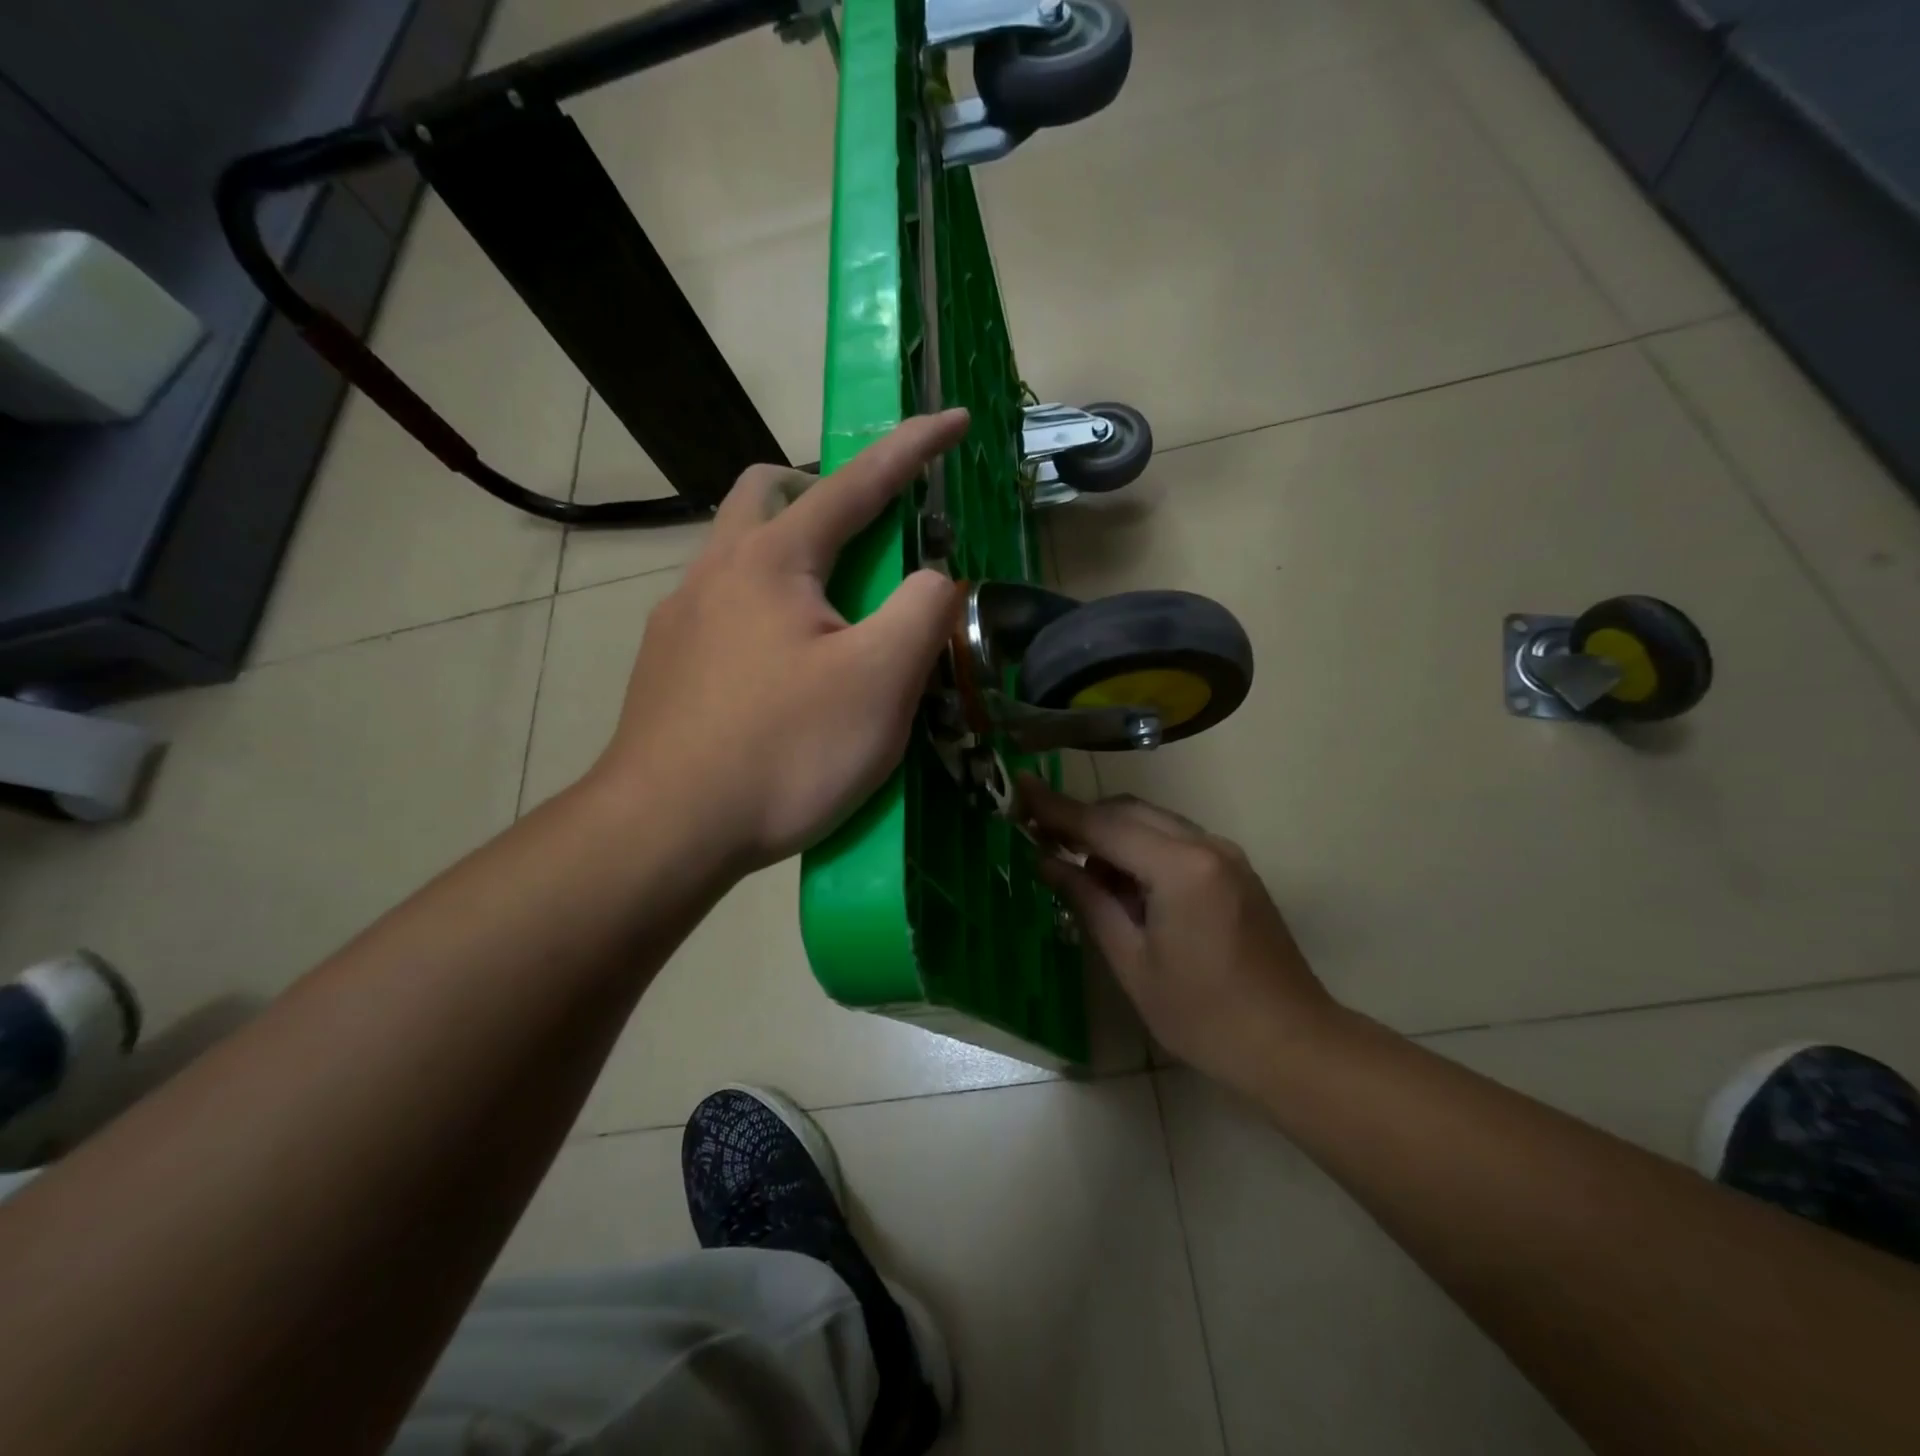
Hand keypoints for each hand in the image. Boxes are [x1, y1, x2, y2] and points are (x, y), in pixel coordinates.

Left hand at [592, 412, 968, 874]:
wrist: (666, 830)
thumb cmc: (784, 751)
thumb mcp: (881, 681)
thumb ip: (924, 611)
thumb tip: (936, 578)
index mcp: (773, 560)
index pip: (857, 482)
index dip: (913, 448)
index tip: (952, 419)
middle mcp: (715, 571)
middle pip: (765, 493)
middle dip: (822, 493)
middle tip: (864, 540)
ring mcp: (679, 619)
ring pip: (736, 553)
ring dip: (788, 555)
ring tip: (829, 616)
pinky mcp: (664, 666)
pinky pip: (720, 609)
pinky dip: (762, 610)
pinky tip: (778, 670)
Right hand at [1023, 777, 1339, 1095]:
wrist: (1292, 1044)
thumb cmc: (1203, 1016)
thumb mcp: (1132, 962)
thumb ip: (1088, 900)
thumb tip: (1046, 862)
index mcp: (1180, 868)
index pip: (1104, 825)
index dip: (1056, 807)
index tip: (1019, 787)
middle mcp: (1206, 845)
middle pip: (1129, 812)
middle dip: (1081, 819)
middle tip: (1036, 833)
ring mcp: (1225, 855)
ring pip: (1152, 822)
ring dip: (1111, 835)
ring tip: (1076, 870)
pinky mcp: (1233, 870)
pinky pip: (1174, 840)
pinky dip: (1139, 849)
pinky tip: (1121, 884)